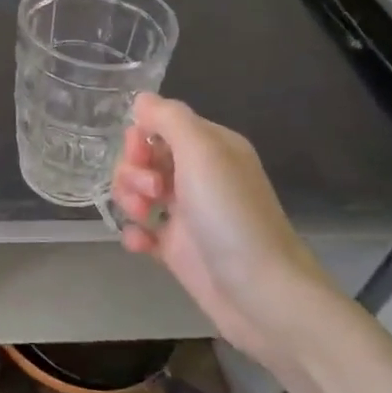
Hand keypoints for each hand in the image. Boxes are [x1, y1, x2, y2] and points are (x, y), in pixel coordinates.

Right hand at [110, 92, 336, 364]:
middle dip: (132, 171)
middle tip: (151, 193)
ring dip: (129, 200)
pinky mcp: (177, 248)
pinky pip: (141, 229)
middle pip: (143, 158)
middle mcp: (198, 176)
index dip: (141, 137)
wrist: (261, 294)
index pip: (161, 125)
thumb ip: (169, 119)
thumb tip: (142, 99)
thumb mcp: (202, 153)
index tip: (142, 155)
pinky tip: (141, 243)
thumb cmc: (231, 216)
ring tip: (144, 219)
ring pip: (137, 192)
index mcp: (211, 148)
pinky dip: (134, 233)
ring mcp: (187, 213)